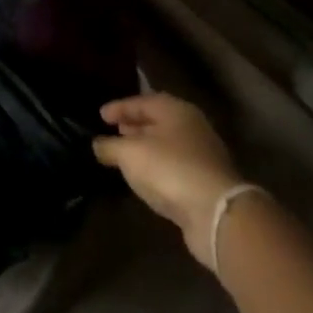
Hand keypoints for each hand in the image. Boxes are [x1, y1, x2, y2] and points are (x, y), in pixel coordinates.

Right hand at [93, 93, 246, 266]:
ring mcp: (201, 153)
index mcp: (175, 110)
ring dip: (144, 145)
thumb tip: (97, 144)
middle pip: (157, 119)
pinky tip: (143, 174)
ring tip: (123, 153)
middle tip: (113, 130)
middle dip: (134, 124)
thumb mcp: (129, 153)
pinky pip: (172, 163)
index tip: (100, 115)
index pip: (142, 101)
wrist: (215, 211)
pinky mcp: (204, 179)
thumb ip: (109, 146)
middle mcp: (192, 126)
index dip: (119, 107)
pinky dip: (156, 164)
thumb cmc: (169, 169)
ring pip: (166, 142)